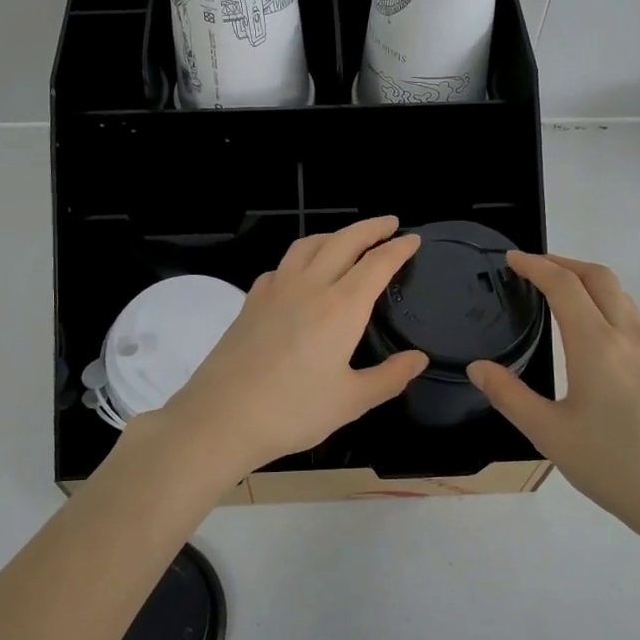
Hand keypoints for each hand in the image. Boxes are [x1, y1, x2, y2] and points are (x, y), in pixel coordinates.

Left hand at [148, 217, 428, 480]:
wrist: (221, 416)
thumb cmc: (293, 411)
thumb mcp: (351, 401)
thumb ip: (389, 377)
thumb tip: (418, 359)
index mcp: (341, 307)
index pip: (377, 264)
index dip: (398, 248)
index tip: (413, 239)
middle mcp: (310, 286)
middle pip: (344, 241)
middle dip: (370, 228)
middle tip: (389, 223)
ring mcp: (275, 289)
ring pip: (308, 245)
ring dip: (334, 235)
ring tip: (348, 240)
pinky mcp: (251, 301)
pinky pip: (282, 265)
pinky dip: (301, 258)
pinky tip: (301, 274)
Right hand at [467, 253, 639, 544]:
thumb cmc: (615, 467)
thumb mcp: (550, 434)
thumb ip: (509, 395)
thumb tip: (478, 367)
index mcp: (597, 345)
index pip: (564, 285)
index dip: (536, 265)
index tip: (511, 259)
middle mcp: (629, 336)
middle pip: (599, 277)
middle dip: (564, 262)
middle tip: (532, 268)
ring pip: (621, 295)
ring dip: (588, 281)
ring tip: (558, 293)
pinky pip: (632, 317)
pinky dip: (605, 303)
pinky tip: (590, 332)